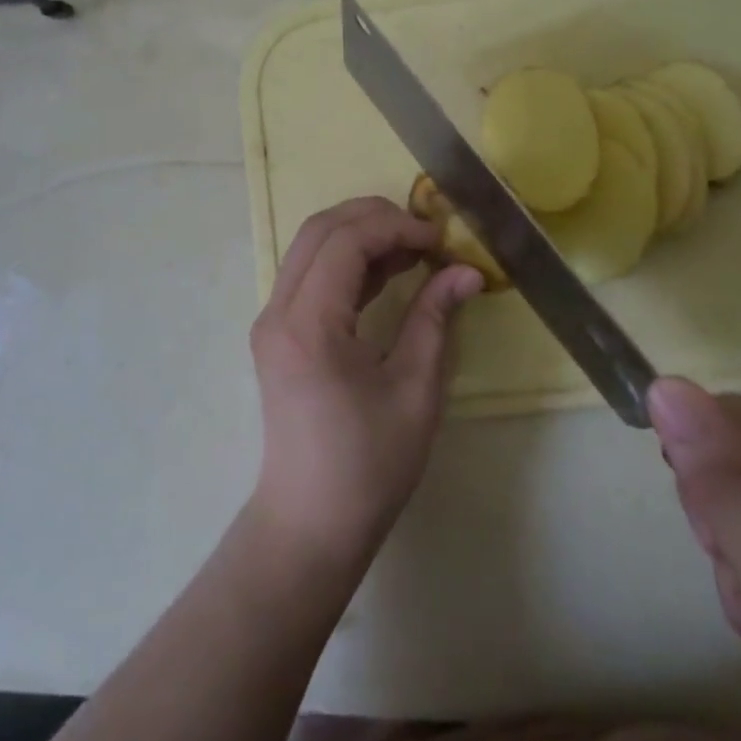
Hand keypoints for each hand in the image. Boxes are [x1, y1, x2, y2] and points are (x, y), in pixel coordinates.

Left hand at [248, 198, 482, 573]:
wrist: (311, 522)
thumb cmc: (368, 464)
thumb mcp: (415, 390)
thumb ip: (435, 319)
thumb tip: (467, 271)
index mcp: (308, 324)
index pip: (346, 241)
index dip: (396, 227)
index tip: (440, 240)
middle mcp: (278, 311)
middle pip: (320, 230)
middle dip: (374, 218)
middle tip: (425, 234)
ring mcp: (272, 321)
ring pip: (311, 247)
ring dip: (360, 236)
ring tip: (414, 250)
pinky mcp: (278, 333)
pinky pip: (310, 275)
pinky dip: (347, 263)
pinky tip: (388, 273)